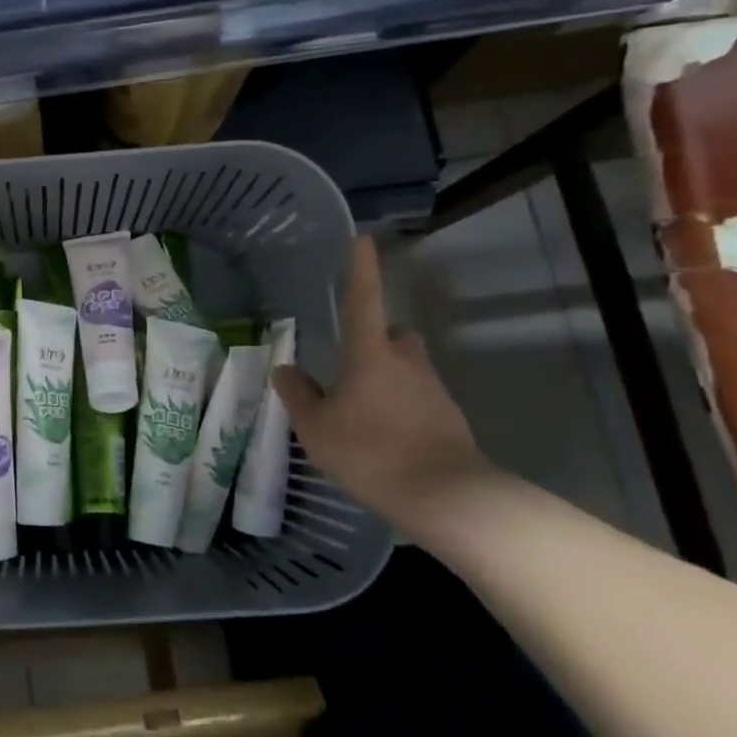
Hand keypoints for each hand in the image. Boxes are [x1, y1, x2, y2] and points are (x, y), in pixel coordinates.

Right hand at [272, 236, 489, 533]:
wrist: (446, 498)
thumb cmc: (371, 452)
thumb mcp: (317, 428)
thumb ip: (298, 396)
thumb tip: (286, 370)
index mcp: (370, 354)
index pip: (363, 300)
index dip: (361, 269)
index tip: (363, 239)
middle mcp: (406, 363)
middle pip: (395, 335)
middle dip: (378, 339)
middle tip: (352, 362)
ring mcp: (434, 391)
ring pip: (408, 369)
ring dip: (387, 379)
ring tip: (361, 413)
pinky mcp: (449, 420)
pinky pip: (418, 401)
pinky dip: (401, 410)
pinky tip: (384, 440)